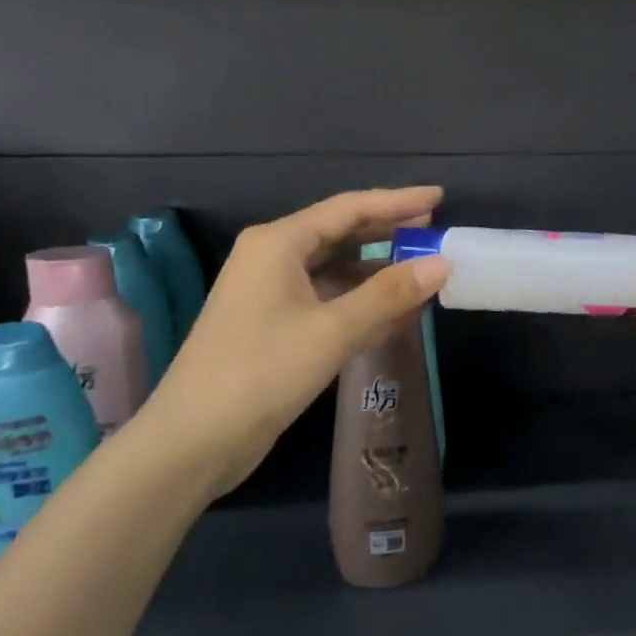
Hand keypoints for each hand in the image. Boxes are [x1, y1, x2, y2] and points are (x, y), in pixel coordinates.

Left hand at [129, 188, 449, 498]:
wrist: (194, 440)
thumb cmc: (262, 372)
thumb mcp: (333, 330)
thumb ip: (389, 294)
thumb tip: (441, 264)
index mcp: (278, 243)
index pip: (349, 208)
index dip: (397, 201)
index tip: (439, 196)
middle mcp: (272, 258)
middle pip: (341, 233)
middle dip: (389, 233)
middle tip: (435, 232)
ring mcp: (271, 293)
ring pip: (335, 269)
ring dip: (377, 271)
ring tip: (423, 271)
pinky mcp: (274, 326)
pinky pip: (327, 300)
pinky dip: (360, 302)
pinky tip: (393, 312)